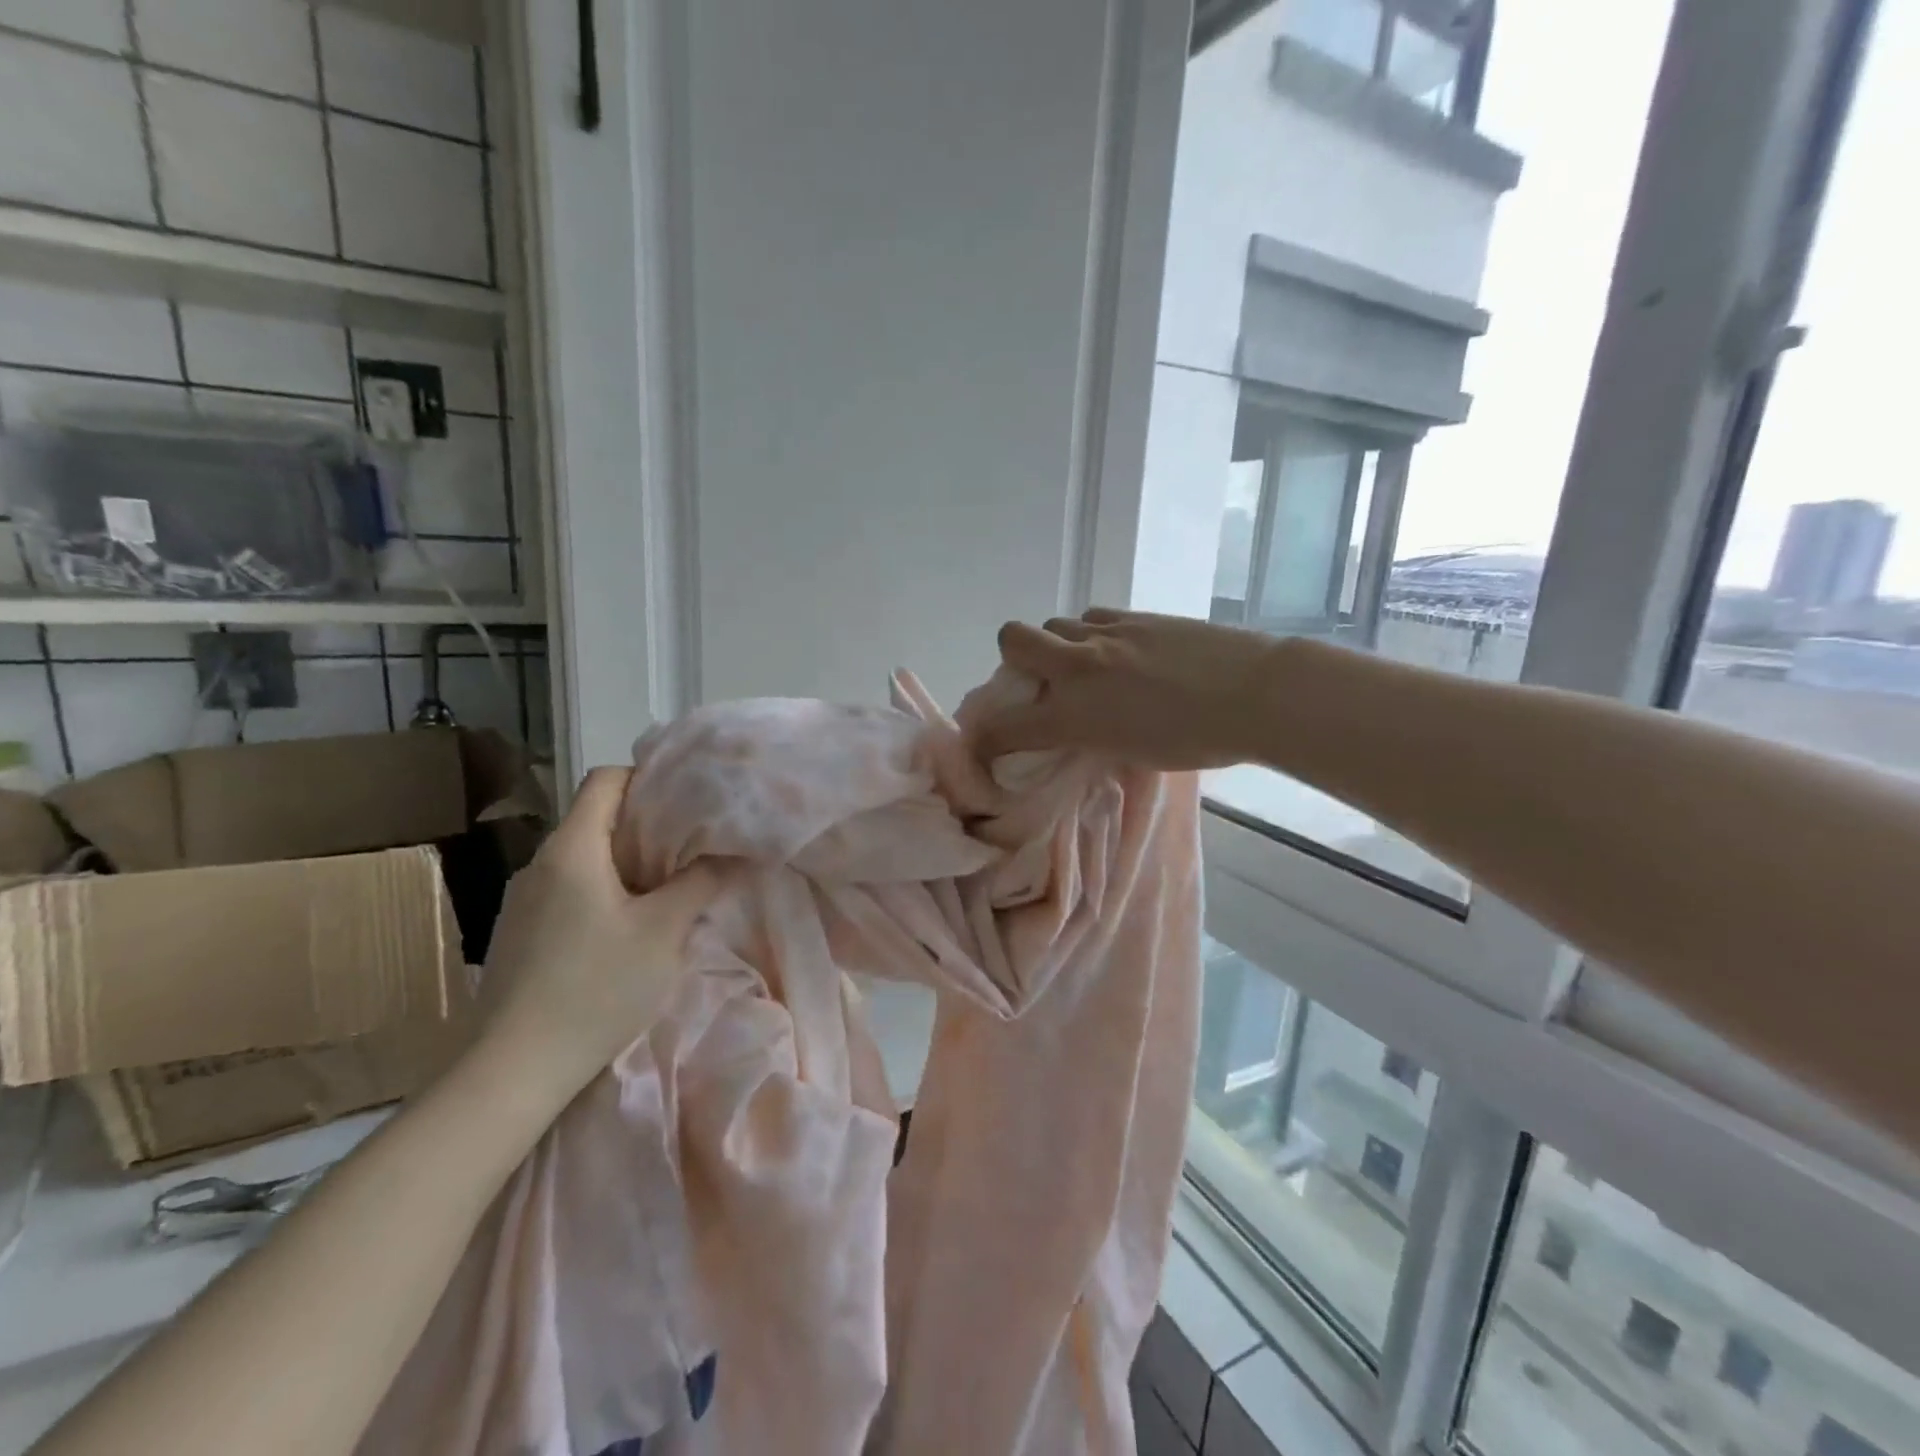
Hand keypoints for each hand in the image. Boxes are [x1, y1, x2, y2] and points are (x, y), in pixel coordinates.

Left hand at [475, 766, 720, 1095]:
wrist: (512, 1071)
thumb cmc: (595, 988)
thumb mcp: (663, 932)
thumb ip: (700, 882)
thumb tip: (731, 853)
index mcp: (572, 848)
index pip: (605, 780)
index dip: (648, 779)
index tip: (687, 801)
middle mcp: (540, 863)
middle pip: (596, 818)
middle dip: (647, 826)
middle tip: (693, 846)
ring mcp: (523, 900)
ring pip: (584, 857)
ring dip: (627, 862)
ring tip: (668, 887)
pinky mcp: (519, 934)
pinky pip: (569, 890)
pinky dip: (604, 891)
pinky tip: (627, 928)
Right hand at [976, 608, 1280, 768]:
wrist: (1256, 694)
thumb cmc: (1198, 740)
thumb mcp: (1130, 755)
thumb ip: (1090, 739)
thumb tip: (1073, 730)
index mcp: (1075, 715)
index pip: (1005, 726)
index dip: (983, 739)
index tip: (983, 745)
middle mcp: (1079, 668)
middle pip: (1013, 639)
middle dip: (1012, 660)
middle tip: (1038, 681)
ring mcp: (1106, 635)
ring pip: (1055, 624)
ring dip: (1056, 646)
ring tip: (1085, 666)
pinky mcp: (1136, 616)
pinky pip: (1093, 617)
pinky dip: (1092, 634)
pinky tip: (1118, 651)